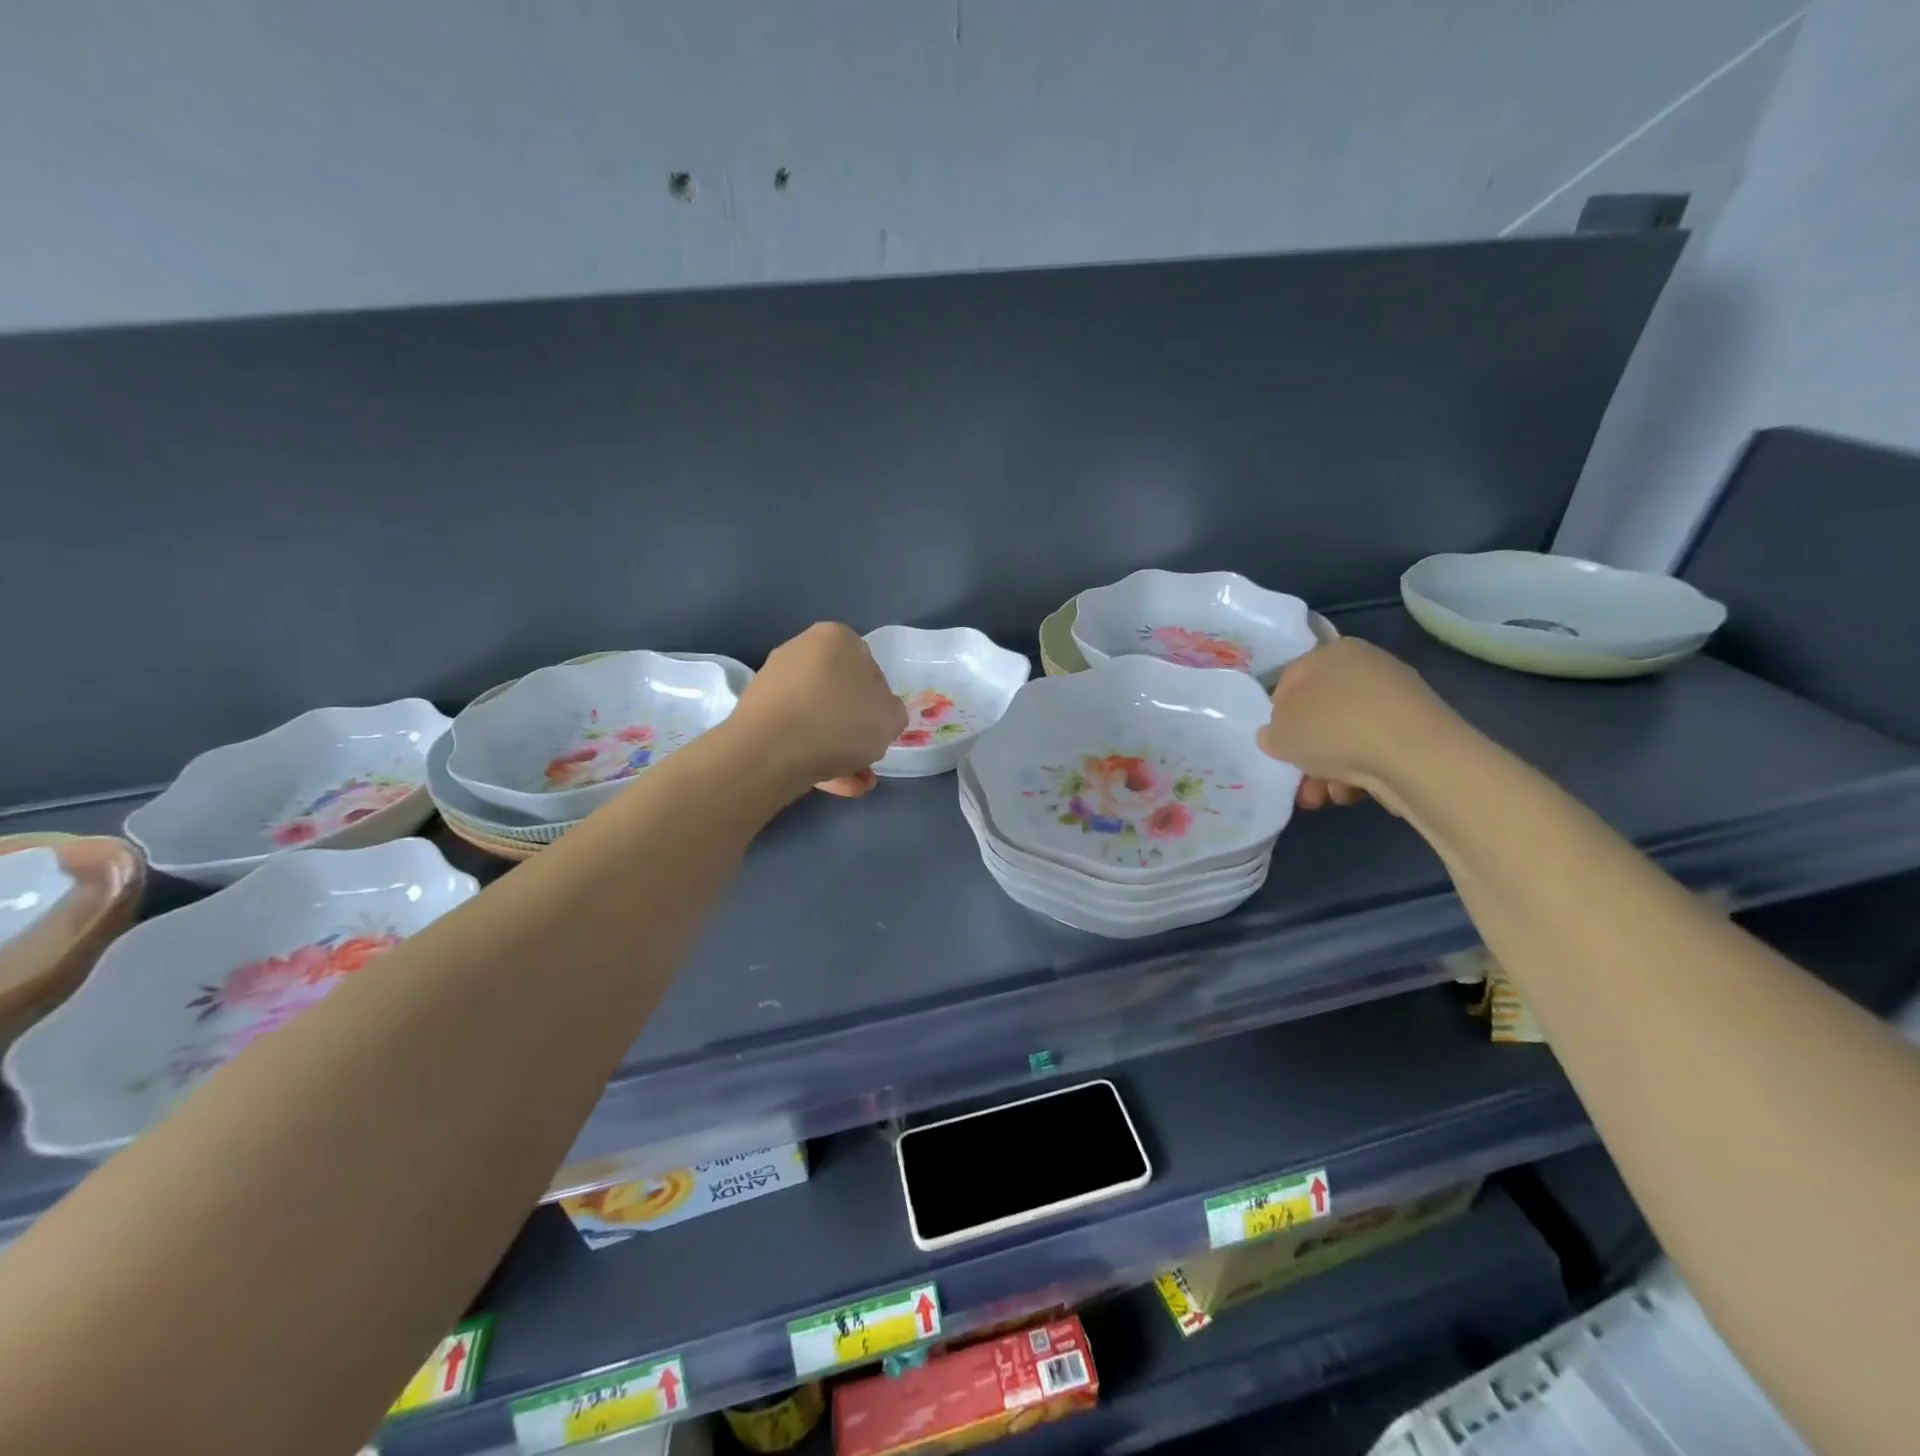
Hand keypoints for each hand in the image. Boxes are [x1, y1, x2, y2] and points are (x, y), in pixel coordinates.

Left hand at [734, 624, 907, 797]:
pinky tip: (830, 784)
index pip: (869, 665)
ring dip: (837, 747)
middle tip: (868, 755)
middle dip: (855, 726)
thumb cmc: (840, 722)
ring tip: (854, 781)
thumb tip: (879, 714)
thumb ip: (892, 712)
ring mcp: (773, 682)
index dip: (880, 698)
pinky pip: (795, 733)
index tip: (881, 725)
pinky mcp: (756, 714)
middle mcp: (800, 650)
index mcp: (835, 637)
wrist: (770, 752)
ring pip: (817, 717)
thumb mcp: (890, 718)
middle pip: (839, 692)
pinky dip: (813, 755)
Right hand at [1257, 638, 1458, 812]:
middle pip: (1321, 713)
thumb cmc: (1333, 728)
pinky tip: (1353, 793)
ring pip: (1347, 737)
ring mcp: (1397, 698)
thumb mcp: (1279, 732)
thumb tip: (1277, 735)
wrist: (1413, 755)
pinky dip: (1361, 772)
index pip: (1291, 680)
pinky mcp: (1419, 730)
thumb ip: (1271, 732)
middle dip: (1307, 752)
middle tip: (1298, 780)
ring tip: (1324, 797)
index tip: (1276, 744)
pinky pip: (1375, 750)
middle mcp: (1366, 666)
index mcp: (1331, 651)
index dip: (1278, 715)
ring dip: (1329, 769)